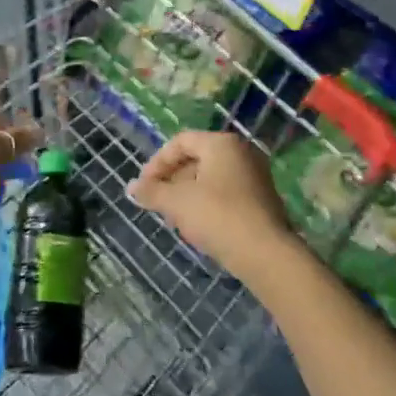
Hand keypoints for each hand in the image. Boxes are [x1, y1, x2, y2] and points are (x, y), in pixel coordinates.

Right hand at [127, 131, 297, 282]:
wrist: (266, 254)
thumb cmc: (218, 216)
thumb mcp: (177, 202)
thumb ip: (151, 191)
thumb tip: (130, 187)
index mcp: (221, 143)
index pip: (181, 142)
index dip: (157, 162)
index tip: (144, 187)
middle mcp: (241, 152)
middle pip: (196, 159)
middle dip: (172, 181)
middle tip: (157, 203)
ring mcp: (255, 176)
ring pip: (210, 178)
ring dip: (187, 194)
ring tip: (174, 218)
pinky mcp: (261, 199)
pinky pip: (226, 193)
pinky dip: (207, 204)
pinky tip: (198, 227)